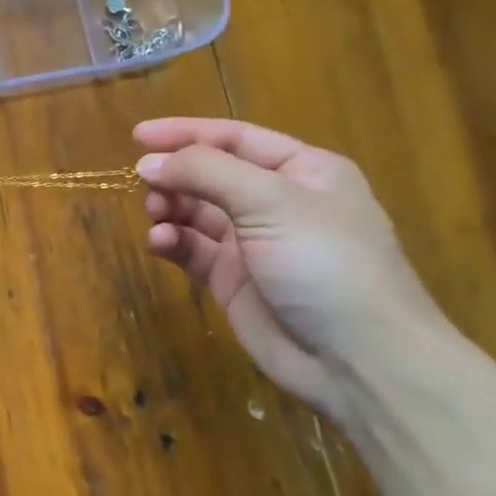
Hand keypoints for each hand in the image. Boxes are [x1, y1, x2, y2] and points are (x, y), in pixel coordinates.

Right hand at [133, 117, 446, 424]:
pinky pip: (191, 249)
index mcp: (302, 172)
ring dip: (170, 207)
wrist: (359, 362)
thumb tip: (147, 161)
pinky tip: (160, 244)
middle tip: (145, 185)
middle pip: (210, 173)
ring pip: (195, 211)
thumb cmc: (325, 264)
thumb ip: (206, 172)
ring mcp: (253, 243)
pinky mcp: (231, 280)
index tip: (136, 136)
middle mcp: (277, 202)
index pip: (234, 138)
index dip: (185, 132)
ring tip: (156, 214)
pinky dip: (172, 241)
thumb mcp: (271, 201)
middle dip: (175, 175)